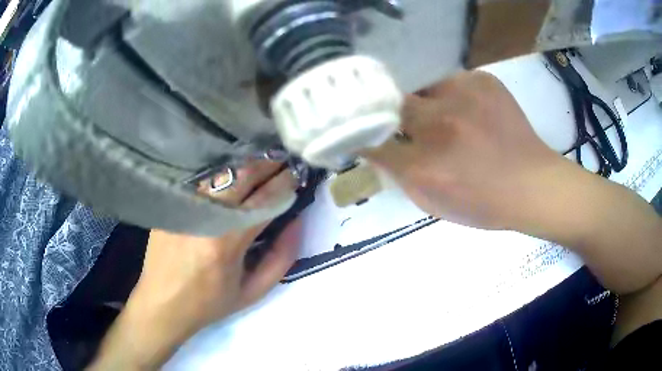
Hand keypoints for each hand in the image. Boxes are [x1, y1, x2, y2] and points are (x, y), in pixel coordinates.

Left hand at [89, 161, 300, 369]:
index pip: (265, 199)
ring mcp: (183, 205)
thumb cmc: (209, 303)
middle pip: (242, 175)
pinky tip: (233, 175)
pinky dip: (223, 174)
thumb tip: (296, 221)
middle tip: (284, 159)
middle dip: (269, 163)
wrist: (161, 303)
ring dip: (247, 165)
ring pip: (221, 172)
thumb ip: (281, 257)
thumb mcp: (253, 291)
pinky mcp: (171, 202)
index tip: (298, 174)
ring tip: (263, 163)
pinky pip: (203, 179)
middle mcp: (204, 215)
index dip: (286, 182)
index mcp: (226, 242)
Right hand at [364, 71, 570, 229]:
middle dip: (392, 112)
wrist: (533, 185)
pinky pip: (452, 80)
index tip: (365, 132)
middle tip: (405, 122)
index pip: (373, 139)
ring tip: (444, 117)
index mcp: (423, 165)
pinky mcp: (483, 80)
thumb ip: (399, 174)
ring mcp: (463, 95)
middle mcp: (439, 123)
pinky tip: (468, 110)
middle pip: (392, 103)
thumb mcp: (433, 202)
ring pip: (422, 87)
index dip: (365, 134)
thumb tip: (377, 146)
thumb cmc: (483, 204)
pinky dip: (452, 94)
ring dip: (424, 101)